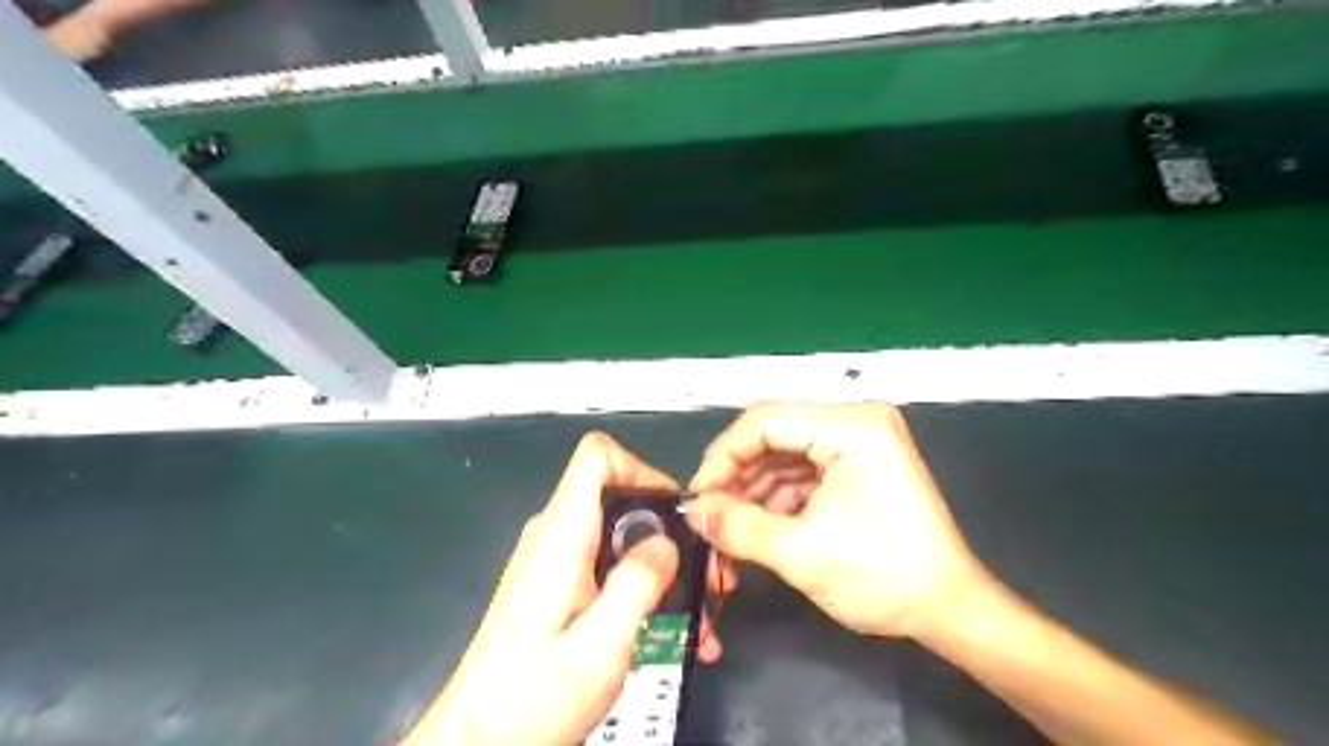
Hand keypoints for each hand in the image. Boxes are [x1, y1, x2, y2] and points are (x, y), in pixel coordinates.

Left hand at [406, 432, 715, 745]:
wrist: (478, 742)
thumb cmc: (533, 697)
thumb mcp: (600, 645)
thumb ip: (637, 583)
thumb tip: (666, 541)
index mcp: (561, 534)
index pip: (597, 456)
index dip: (641, 467)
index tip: (676, 511)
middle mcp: (555, 535)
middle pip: (618, 495)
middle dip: (668, 529)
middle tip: (706, 574)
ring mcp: (555, 559)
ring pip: (619, 534)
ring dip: (661, 565)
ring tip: (698, 612)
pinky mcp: (558, 584)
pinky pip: (607, 564)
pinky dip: (641, 584)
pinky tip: (668, 628)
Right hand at [691, 401, 989, 641]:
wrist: (949, 609)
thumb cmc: (885, 578)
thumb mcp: (802, 554)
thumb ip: (739, 528)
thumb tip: (692, 513)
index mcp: (852, 427)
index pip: (766, 420)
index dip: (723, 456)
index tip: (698, 496)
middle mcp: (854, 422)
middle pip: (773, 437)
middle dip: (736, 479)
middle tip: (708, 517)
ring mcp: (856, 443)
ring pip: (782, 458)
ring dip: (752, 494)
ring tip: (726, 531)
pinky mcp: (854, 466)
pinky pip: (799, 474)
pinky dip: (774, 501)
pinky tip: (755, 528)